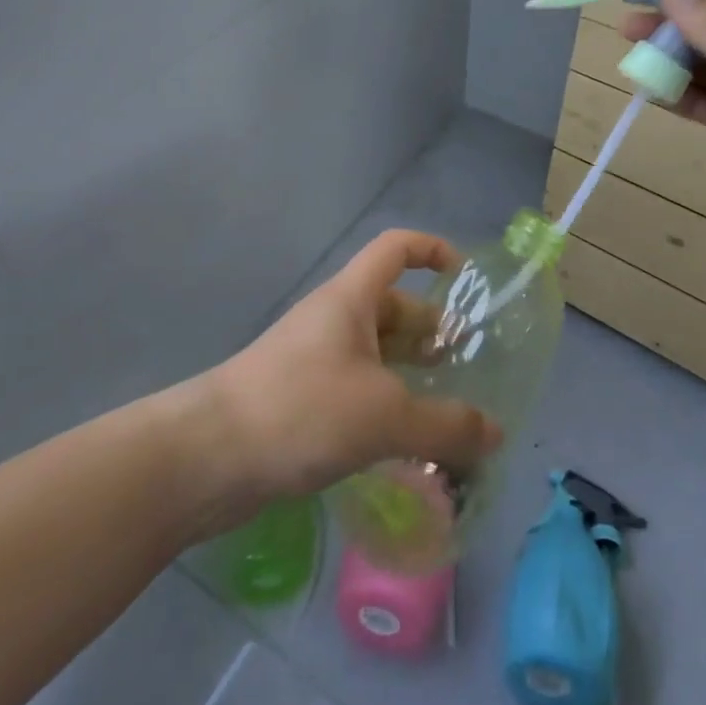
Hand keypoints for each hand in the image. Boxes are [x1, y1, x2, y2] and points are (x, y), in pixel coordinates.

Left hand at [202, 230, 503, 506]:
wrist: (208, 456)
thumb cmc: (302, 409)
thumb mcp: (385, 416)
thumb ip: (446, 425)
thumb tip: (497, 433)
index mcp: (351, 298)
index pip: (395, 248)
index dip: (431, 250)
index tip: (464, 277)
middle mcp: (334, 319)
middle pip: (392, 305)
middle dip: (431, 328)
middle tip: (469, 365)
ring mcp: (315, 358)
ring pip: (375, 351)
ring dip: (410, 371)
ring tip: (448, 407)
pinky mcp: (302, 397)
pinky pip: (356, 386)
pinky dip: (385, 403)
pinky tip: (406, 441)